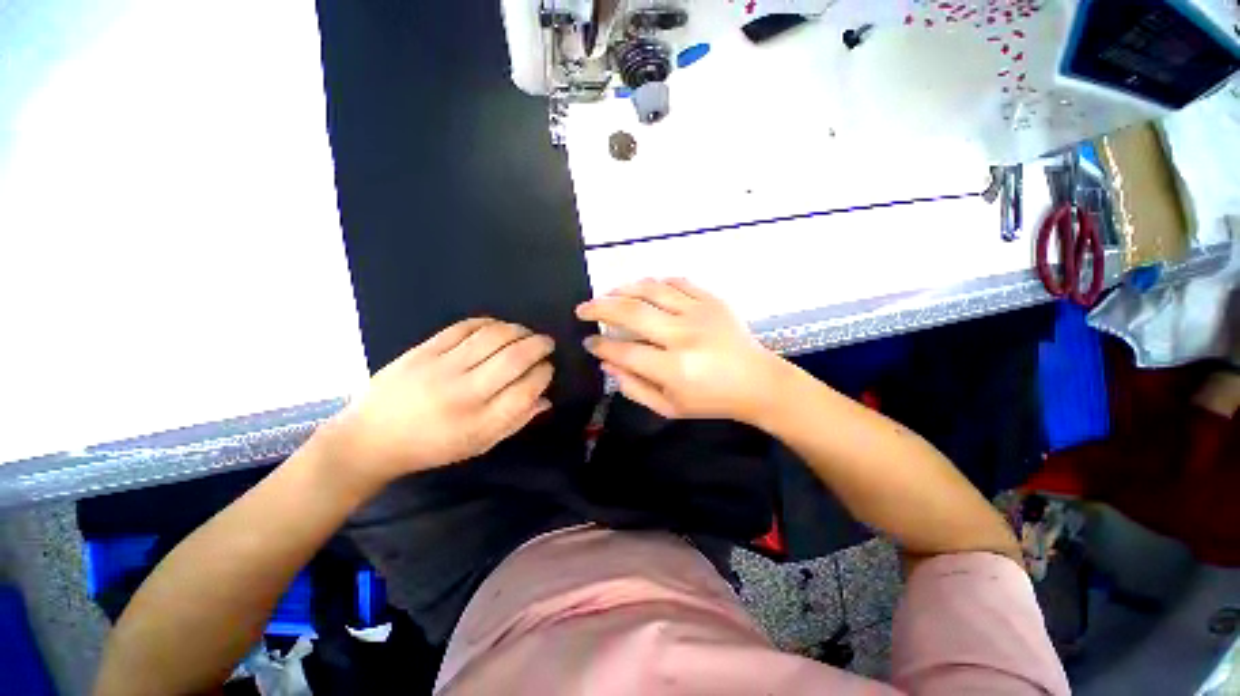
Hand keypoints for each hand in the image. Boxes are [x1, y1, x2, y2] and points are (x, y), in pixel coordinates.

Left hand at [317, 318, 553, 486]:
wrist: (370, 439)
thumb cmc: (432, 447)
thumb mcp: (479, 445)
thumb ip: (516, 421)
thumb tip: (545, 398)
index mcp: (480, 422)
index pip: (527, 390)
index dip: (544, 375)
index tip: (548, 369)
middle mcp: (464, 393)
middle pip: (514, 358)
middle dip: (539, 346)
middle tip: (547, 344)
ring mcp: (441, 368)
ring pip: (492, 337)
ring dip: (518, 330)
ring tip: (526, 334)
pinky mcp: (423, 351)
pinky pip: (463, 327)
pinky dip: (488, 323)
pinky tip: (498, 327)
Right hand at [576, 278, 782, 422]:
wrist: (757, 381)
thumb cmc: (711, 400)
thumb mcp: (669, 407)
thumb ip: (634, 387)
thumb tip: (606, 363)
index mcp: (675, 368)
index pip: (624, 350)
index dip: (600, 346)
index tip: (588, 343)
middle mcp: (684, 335)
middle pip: (631, 312)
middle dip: (599, 308)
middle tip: (582, 310)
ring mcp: (700, 312)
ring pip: (650, 289)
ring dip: (621, 289)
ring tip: (606, 294)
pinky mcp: (712, 300)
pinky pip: (676, 282)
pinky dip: (654, 283)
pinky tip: (642, 289)